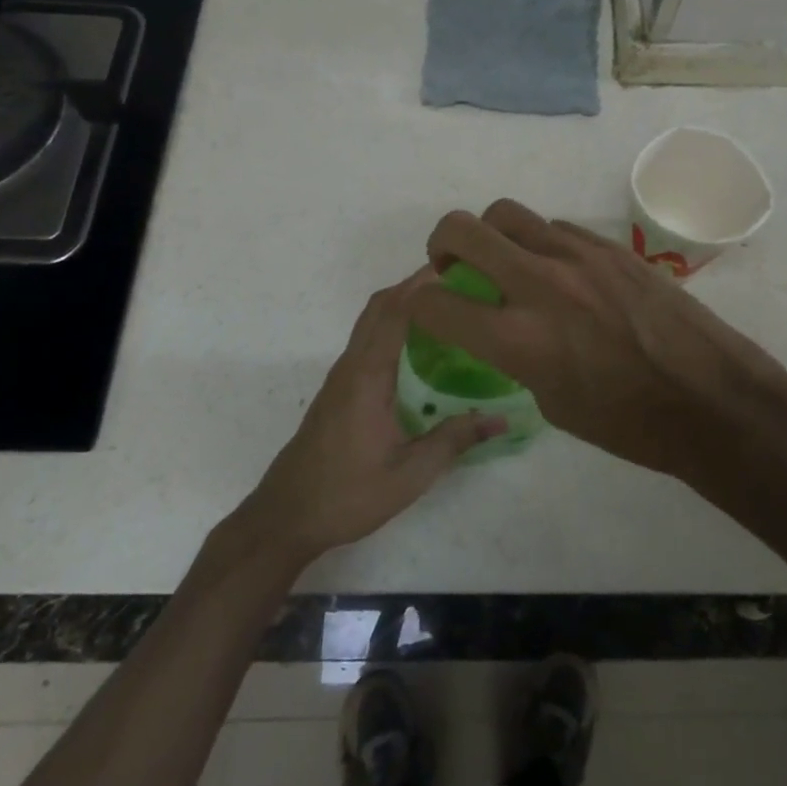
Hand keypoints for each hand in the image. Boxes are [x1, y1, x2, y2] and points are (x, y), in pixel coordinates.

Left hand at [238, 269, 505, 564]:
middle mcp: (352, 365)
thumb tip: (501, 419)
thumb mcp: (410, 474)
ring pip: (371, 322)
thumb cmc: (347, 494)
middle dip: (415, 285)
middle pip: (380, 306)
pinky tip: (420, 347)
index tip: (458, 268)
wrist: (285, 517)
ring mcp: (342, 376)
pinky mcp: (339, 390)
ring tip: (447, 306)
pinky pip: (368, 341)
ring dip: (403, 303)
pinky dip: (393, 326)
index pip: (396, 311)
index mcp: (368, 375)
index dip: (424, 285)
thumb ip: (454, 441)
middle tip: (459, 281)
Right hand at [406, 200, 786, 486]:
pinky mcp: (610, 245)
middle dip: (440, 244)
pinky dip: (539, 243)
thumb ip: (514, 356)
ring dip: (492, 235)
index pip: (434, 303)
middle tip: (451, 265)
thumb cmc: (630, 423)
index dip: (416, 305)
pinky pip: (554, 227)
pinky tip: (558, 271)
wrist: (711, 398)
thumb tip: (502, 327)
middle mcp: (539, 283)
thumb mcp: (552, 403)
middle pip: (461, 229)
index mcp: (518, 338)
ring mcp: (577, 255)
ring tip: (506, 262)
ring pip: (508, 214)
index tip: (423, 309)